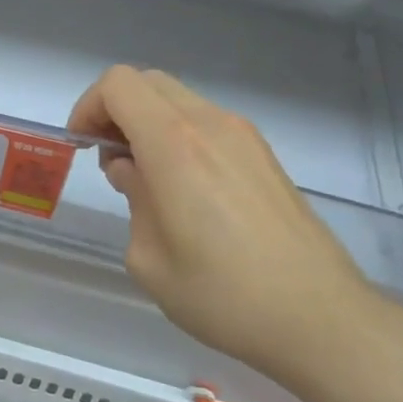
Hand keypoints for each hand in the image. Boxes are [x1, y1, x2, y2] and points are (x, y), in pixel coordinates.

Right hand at [66, 66, 394, 381]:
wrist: (320, 318)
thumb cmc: (223, 295)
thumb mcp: (149, 258)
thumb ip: (133, 199)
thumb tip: (133, 172)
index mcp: (174, 144)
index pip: (118, 85)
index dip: (88, 107)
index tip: (82, 148)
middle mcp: (210, 125)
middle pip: (147, 82)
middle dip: (115, 111)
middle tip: (109, 159)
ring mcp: (244, 136)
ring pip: (179, 100)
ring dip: (148, 123)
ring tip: (146, 179)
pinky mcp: (264, 155)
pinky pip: (207, 123)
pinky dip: (179, 137)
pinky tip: (184, 190)